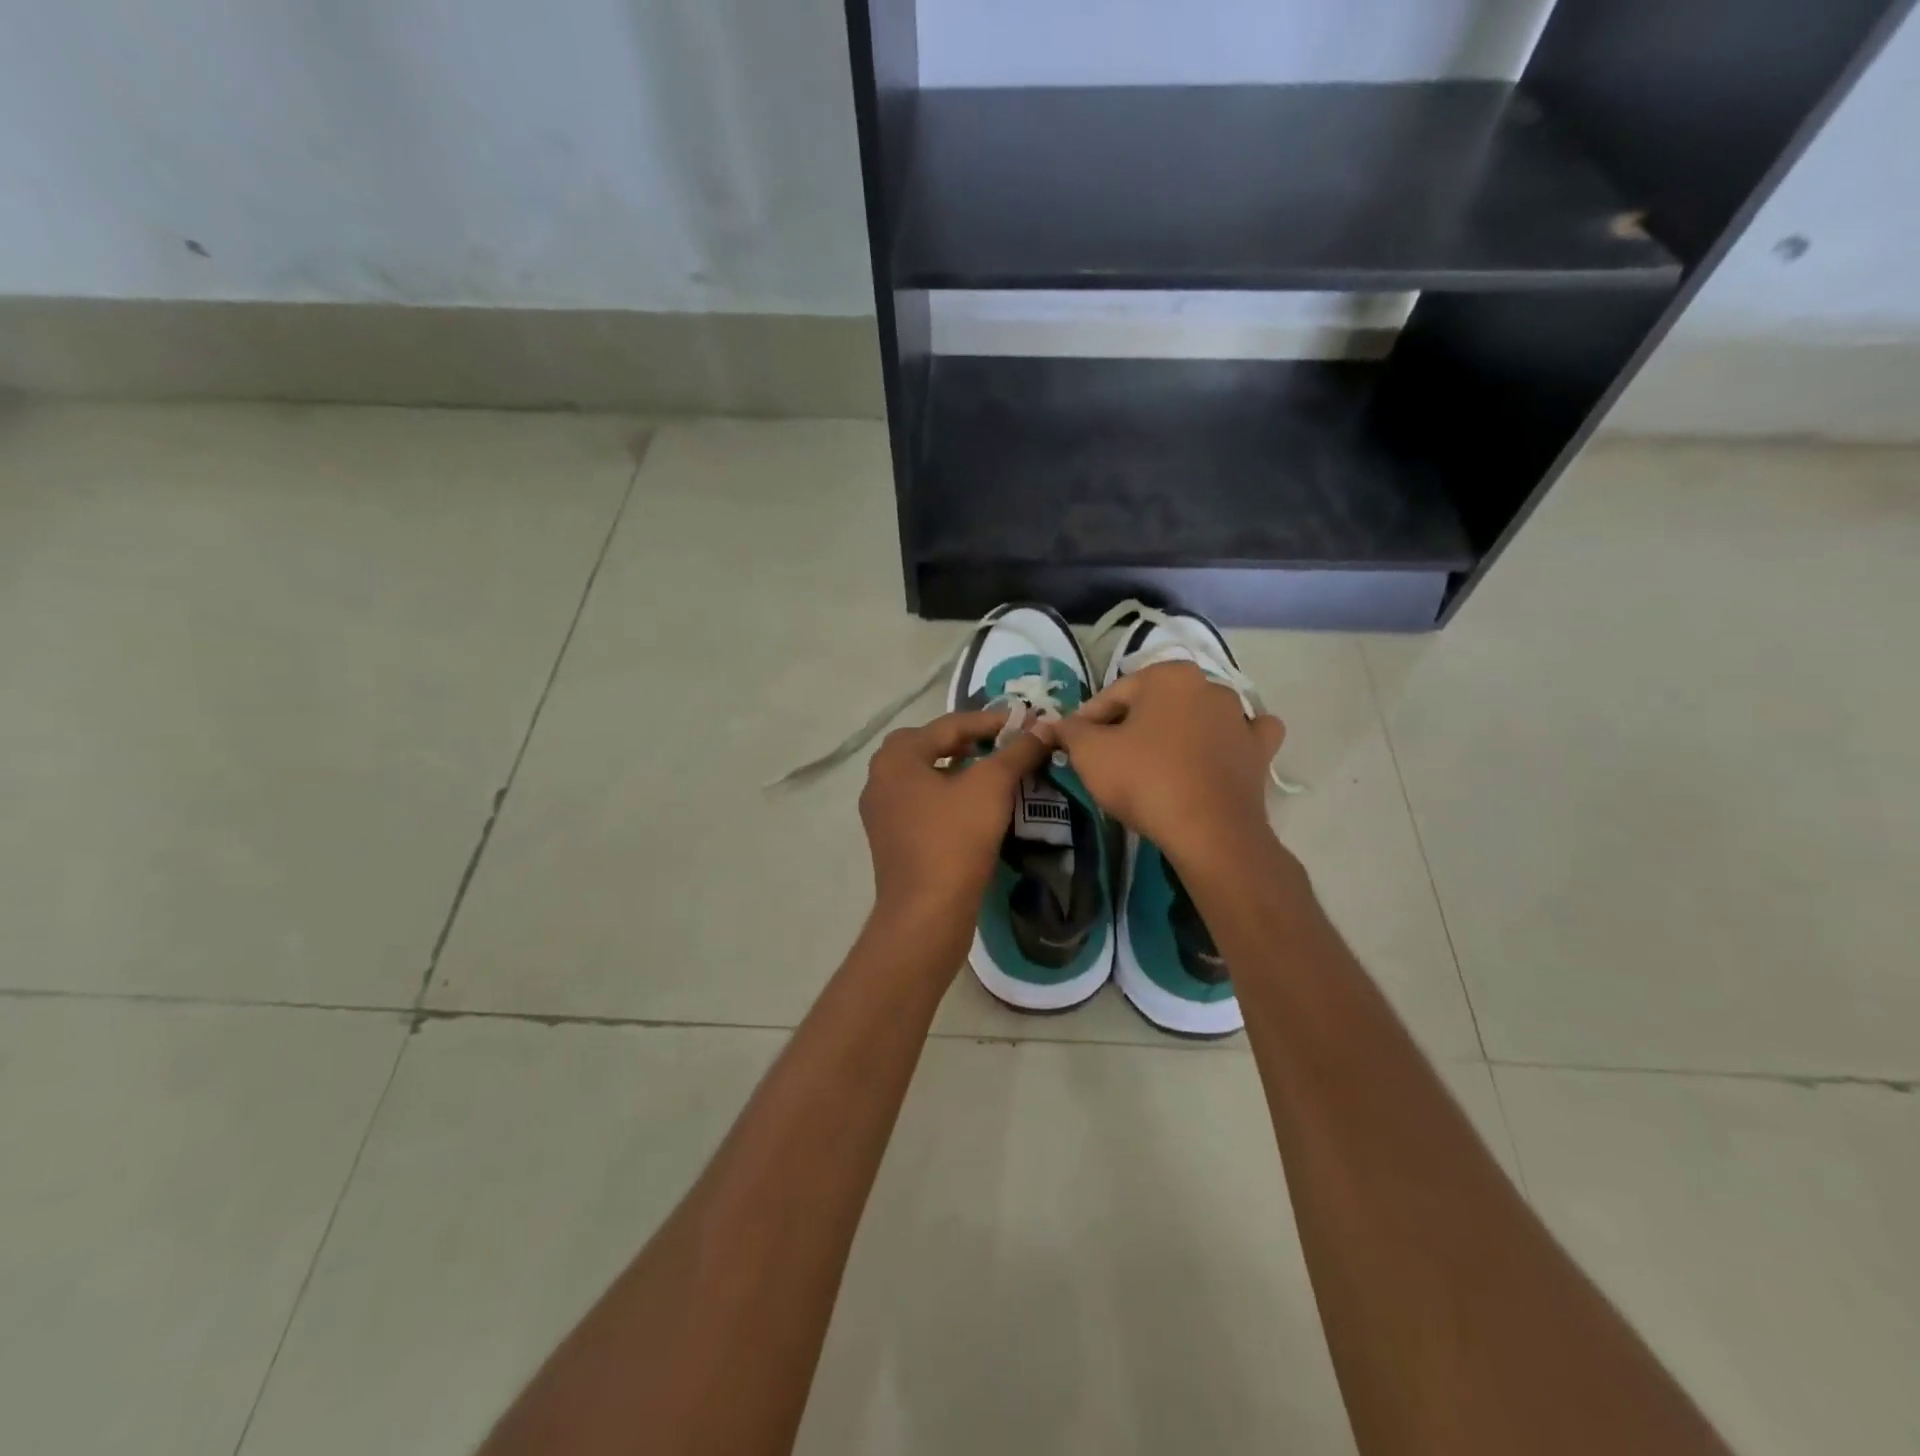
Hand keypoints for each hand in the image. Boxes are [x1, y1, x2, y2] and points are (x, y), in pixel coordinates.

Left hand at [859, 709, 1052, 925]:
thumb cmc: (955, 840)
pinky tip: (976, 805)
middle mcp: (880, 778)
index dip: (992, 721)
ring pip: (926, 775)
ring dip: (960, 768)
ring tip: (995, 771)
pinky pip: (923, 802)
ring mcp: (882, 811)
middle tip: (1005, 744)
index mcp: (896, 757)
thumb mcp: (991, 787)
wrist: (927, 913)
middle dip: (970, 741)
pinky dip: (949, 795)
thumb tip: (1045, 727)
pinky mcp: (892, 838)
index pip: (949, 725)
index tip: (1027, 722)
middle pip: (932, 745)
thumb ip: (1017, 751)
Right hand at [1053, 662, 1284, 869]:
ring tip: (1155, 765)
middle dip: (1131, 726)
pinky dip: (1227, 743)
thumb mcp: (1089, 753)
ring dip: (1176, 732)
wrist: (1209, 831)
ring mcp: (1240, 718)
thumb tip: (1059, 724)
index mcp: (1168, 675)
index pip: (1113, 695)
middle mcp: (1209, 685)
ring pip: (1197, 717)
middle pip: (1154, 705)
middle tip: (1109, 760)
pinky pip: (1241, 738)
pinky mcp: (1260, 751)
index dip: (1087, 721)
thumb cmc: (1144, 781)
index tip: (1074, 746)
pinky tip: (1215, 756)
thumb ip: (1070, 730)